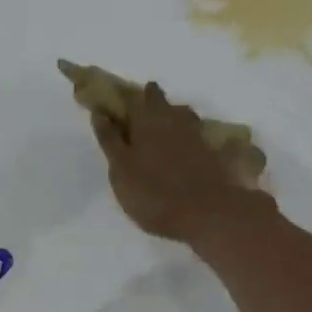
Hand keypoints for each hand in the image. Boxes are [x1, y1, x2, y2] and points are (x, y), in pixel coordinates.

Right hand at [89, 83, 273, 243]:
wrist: (206, 212)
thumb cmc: (153, 193)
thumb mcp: (121, 170)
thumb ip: (110, 140)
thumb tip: (100, 112)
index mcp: (146, 120)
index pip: (131, 99)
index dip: (122, 99)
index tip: (115, 105)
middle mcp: (172, 119)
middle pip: (159, 101)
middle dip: (149, 101)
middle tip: (139, 114)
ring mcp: (196, 133)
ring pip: (181, 114)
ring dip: (171, 115)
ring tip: (161, 128)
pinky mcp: (212, 150)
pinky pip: (196, 133)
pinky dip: (187, 136)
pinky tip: (184, 147)